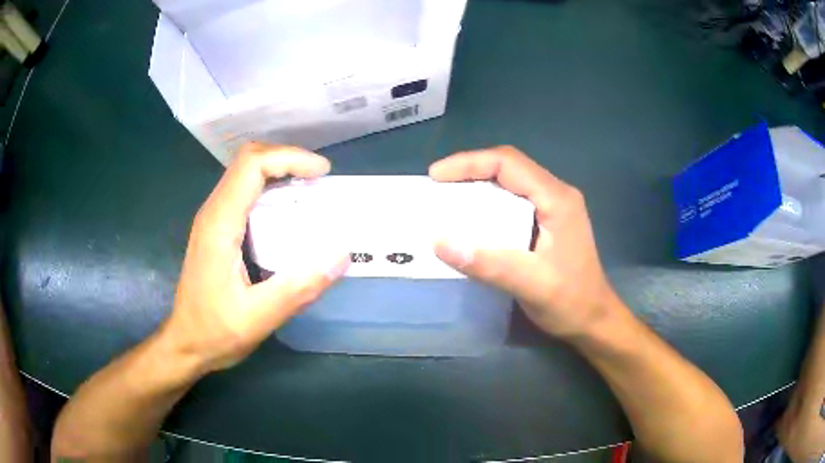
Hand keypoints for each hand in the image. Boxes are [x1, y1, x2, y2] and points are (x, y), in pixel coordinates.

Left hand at [160, 144, 349, 371]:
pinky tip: (288, 212)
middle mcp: (213, 211)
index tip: (322, 172)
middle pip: (249, 160)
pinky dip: (270, 189)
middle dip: (287, 159)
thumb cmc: (215, 331)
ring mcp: (213, 219)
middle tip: (319, 179)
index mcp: (220, 223)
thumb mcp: (259, 318)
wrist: (186, 343)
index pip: (252, 165)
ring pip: (246, 173)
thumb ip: (299, 288)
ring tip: (310, 190)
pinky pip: (244, 193)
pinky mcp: (217, 229)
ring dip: (279, 172)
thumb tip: (342, 256)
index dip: (290, 158)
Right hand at [430, 146, 620, 338]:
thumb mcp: (530, 285)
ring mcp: (554, 206)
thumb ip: (488, 264)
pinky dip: (488, 202)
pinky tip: (472, 218)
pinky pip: (514, 200)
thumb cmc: (570, 302)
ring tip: (448, 198)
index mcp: (557, 199)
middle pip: (509, 167)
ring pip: (510, 181)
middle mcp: (556, 194)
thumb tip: (439, 242)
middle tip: (437, 186)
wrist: (594, 319)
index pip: (509, 163)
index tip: (436, 176)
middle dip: (470, 170)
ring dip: (478, 185)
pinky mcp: (549, 221)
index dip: (469, 163)